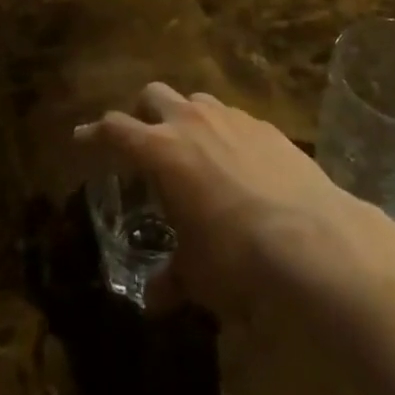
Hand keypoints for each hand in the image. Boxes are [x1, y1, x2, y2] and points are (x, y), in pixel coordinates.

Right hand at [77, 83, 393, 313]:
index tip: (82, 139)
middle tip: (143, 142)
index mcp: (161, 150)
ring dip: (185, 118)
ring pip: (196, 99)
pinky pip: (234, 117)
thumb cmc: (236, 256)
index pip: (115, 130)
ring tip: (192, 151)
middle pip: (153, 95)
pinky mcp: (267, 126)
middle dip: (142, 113)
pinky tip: (238, 164)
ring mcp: (232, 117)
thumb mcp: (196, 274)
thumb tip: (154, 299)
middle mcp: (192, 121)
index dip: (94, 134)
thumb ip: (171, 280)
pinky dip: (224, 132)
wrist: (312, 239)